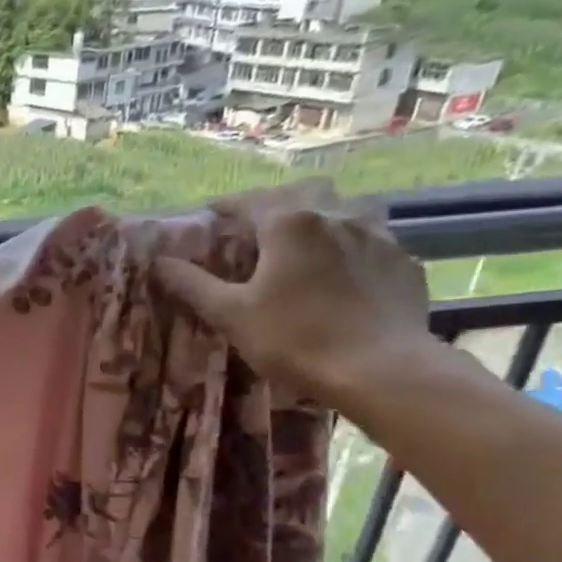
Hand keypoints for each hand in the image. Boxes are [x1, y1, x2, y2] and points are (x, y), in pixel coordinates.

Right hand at [157, 196, 432, 411]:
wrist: (379, 368)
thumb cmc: (294, 339)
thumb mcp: (232, 315)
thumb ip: (194, 285)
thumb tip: (159, 263)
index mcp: (288, 224)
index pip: (248, 200)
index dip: (225, 206)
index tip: (210, 214)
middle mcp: (334, 216)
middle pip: (300, 192)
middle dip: (275, 201)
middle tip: (258, 222)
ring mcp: (376, 235)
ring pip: (344, 206)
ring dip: (321, 213)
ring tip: (307, 236)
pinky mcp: (402, 260)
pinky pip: (372, 237)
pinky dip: (351, 242)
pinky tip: (345, 267)